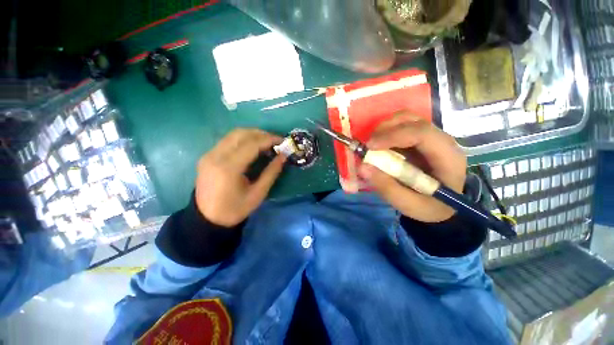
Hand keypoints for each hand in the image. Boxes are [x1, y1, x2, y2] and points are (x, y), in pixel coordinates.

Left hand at [195, 128, 285, 226]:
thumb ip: (271, 172)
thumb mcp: (258, 193)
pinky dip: (243, 139)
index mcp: (229, 168)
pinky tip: (252, 146)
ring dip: (252, 134)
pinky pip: (227, 140)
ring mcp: (209, 154)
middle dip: (261, 134)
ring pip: (233, 134)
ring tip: (266, 142)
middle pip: (241, 134)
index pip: (251, 144)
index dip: (269, 140)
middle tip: (275, 140)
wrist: (208, 218)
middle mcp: (216, 156)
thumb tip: (283, 156)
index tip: (282, 140)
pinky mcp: (207, 156)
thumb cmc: (235, 209)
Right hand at [358, 112, 466, 222]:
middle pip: (412, 120)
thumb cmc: (431, 207)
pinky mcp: (421, 138)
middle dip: (385, 129)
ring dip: (385, 128)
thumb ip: (387, 188)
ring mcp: (431, 136)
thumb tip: (363, 167)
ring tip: (372, 145)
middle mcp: (441, 140)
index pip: (421, 133)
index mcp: (447, 157)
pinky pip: (401, 126)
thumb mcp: (409, 205)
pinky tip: (380, 145)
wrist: (445, 205)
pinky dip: (386, 132)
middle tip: (368, 146)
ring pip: (406, 119)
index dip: (393, 136)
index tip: (369, 147)